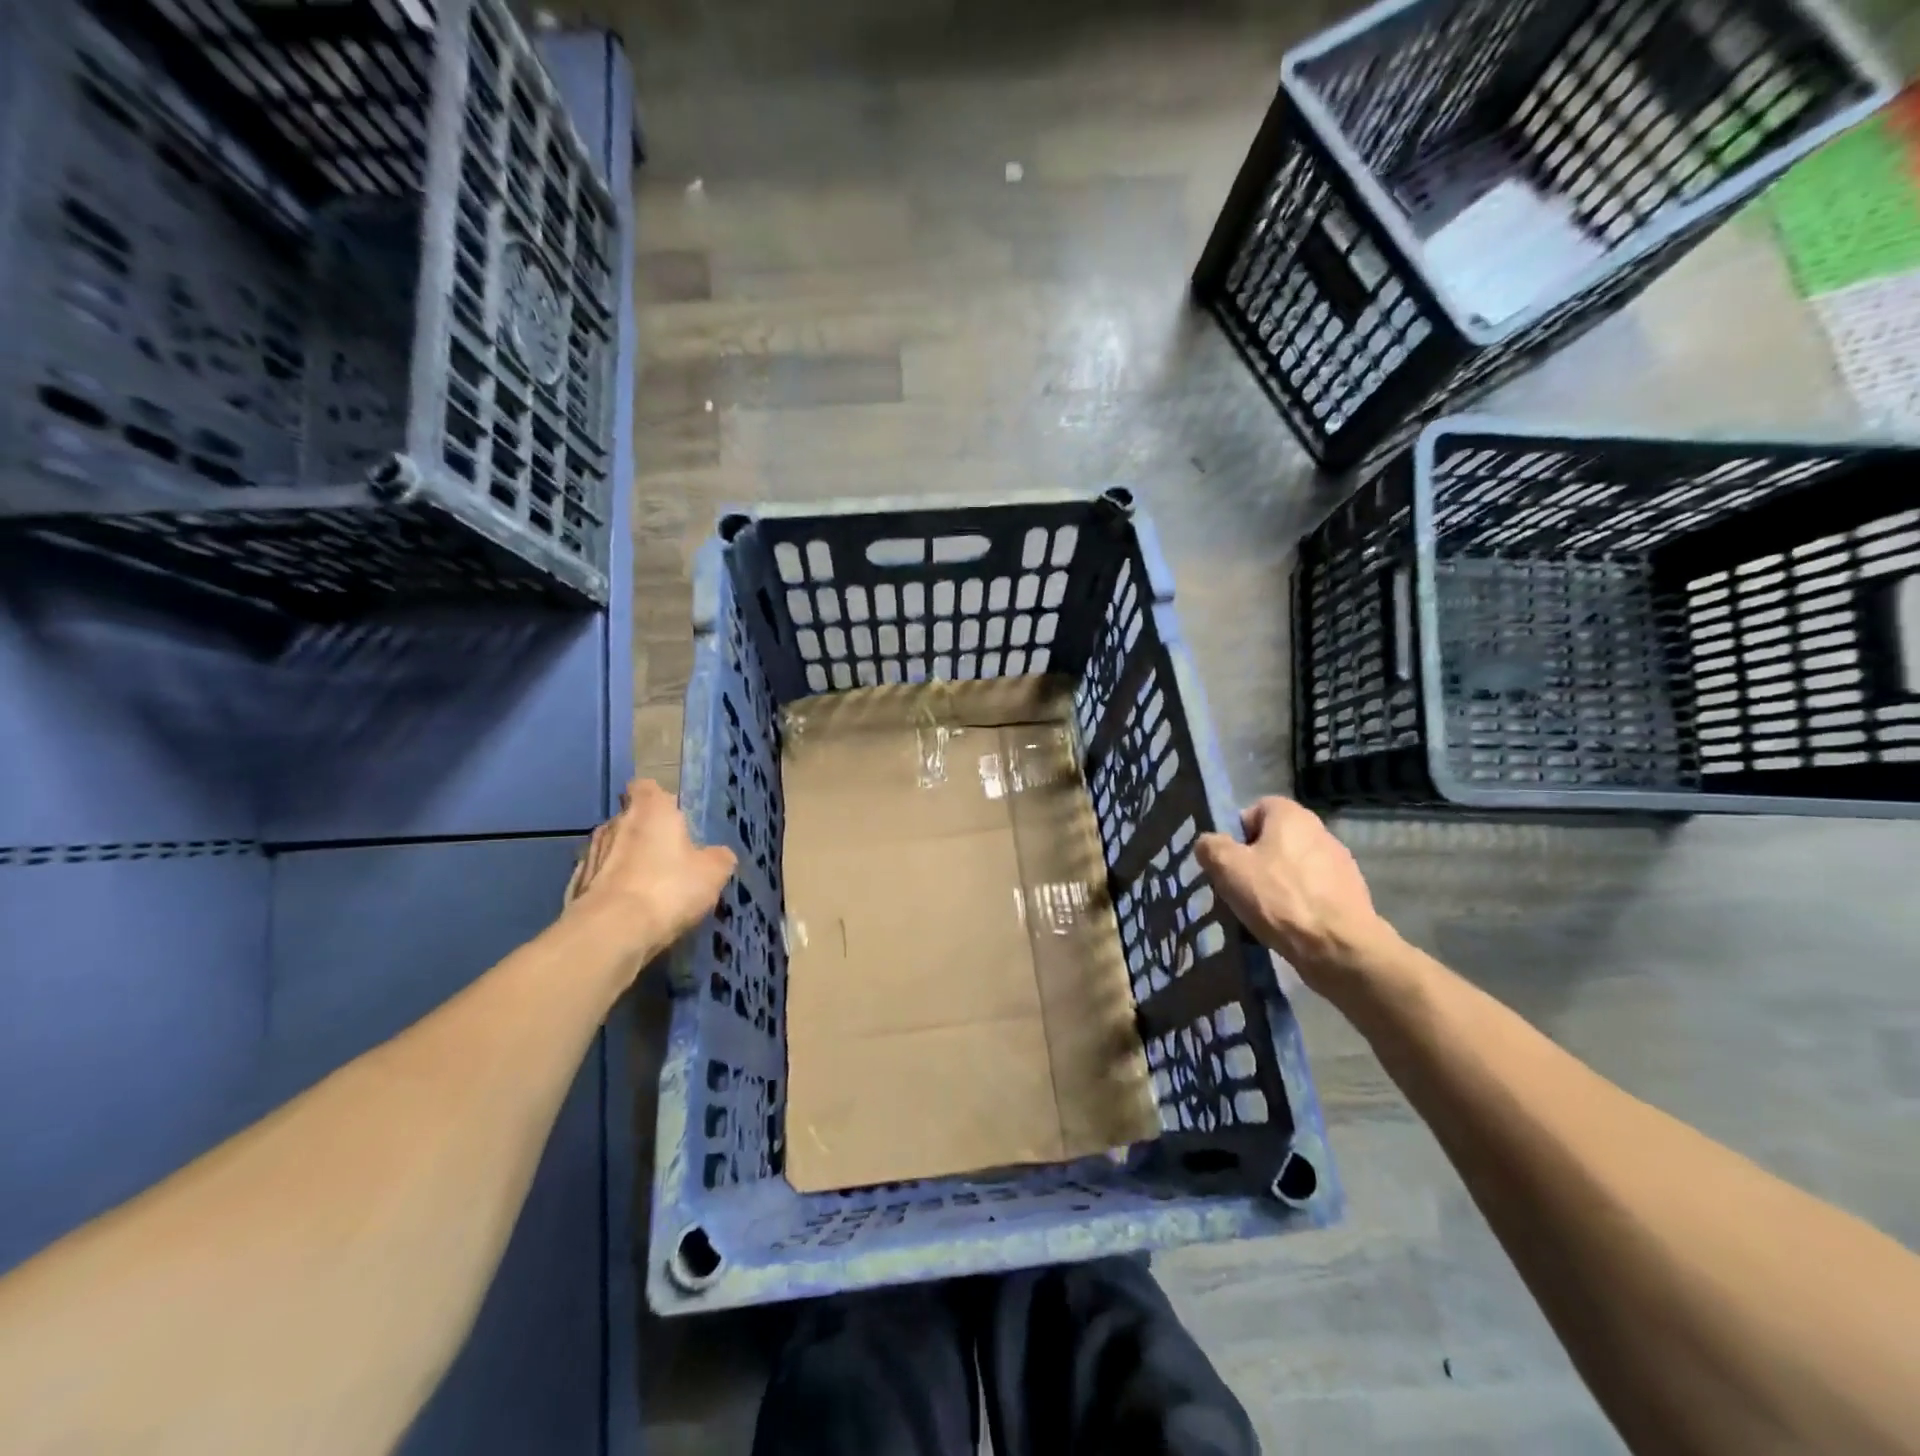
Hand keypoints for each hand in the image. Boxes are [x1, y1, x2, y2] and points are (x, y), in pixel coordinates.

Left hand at [563, 779, 735, 974]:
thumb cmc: (668, 888)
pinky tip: (627, 910)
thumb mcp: (713, 873)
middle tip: (668, 858)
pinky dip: (612, 889)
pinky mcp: (574, 885)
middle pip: (629, 819)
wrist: (610, 932)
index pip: (646, 787)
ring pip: (612, 849)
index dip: (658, 799)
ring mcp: (589, 853)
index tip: (672, 817)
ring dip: (626, 862)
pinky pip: (599, 879)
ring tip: (648, 889)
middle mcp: (615, 822)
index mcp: (650, 810)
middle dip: (645, 834)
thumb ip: (718, 857)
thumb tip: (718, 855)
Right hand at [1196, 797, 1389, 992]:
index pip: (1256, 809)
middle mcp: (1320, 830)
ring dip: (1278, 884)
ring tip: (1264, 912)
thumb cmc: (1279, 898)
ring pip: (1294, 867)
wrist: (1339, 947)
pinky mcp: (1352, 893)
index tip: (1229, 862)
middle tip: (1241, 888)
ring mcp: (1340, 862)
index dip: (1237, 833)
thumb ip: (1211, 847)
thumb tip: (1209, 843)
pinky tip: (1289, 925)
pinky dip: (1299, 903)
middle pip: (1275, 840)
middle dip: (1256, 861)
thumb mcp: (1228, 868)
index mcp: (1291, 816)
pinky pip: (1313, 891)